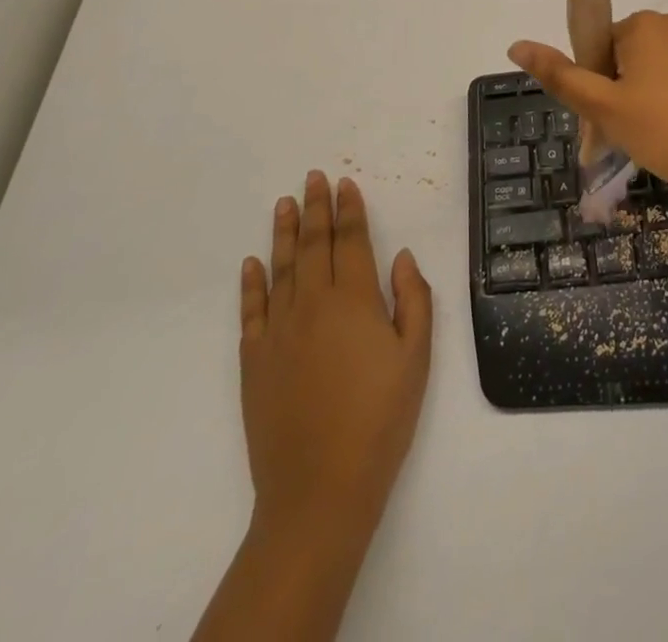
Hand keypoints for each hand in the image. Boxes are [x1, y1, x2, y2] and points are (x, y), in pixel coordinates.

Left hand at [238, 172, 432, 547]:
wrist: (319, 490)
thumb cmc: (380, 420)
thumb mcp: (417, 358)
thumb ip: (413, 299)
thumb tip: (401, 256)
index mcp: (354, 301)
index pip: (350, 240)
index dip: (350, 209)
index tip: (346, 183)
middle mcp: (312, 305)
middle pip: (314, 245)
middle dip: (316, 208)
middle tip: (313, 177)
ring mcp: (278, 332)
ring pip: (281, 268)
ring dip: (284, 232)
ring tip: (284, 203)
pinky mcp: (254, 361)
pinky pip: (251, 310)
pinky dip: (251, 283)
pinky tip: (252, 263)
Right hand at [509, 10, 667, 208]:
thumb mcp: (606, 109)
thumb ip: (561, 76)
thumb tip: (516, 44)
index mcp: (643, 26)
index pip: (601, 50)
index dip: (599, 89)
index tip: (606, 128)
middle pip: (633, 57)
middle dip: (626, 94)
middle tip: (632, 140)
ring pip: (665, 69)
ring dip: (656, 98)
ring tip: (666, 142)